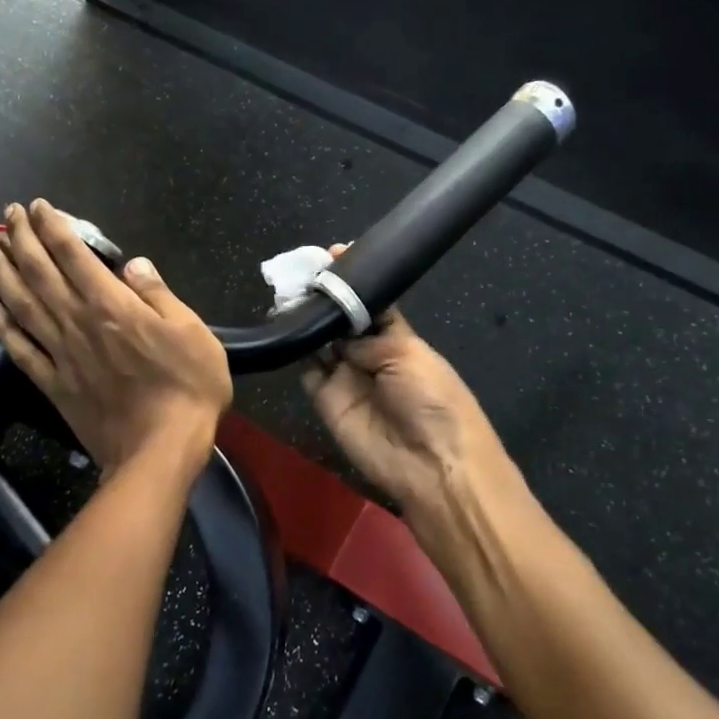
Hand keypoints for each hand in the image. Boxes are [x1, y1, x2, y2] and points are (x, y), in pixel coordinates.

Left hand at [0, 200, 231, 474]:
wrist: (160, 450)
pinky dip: (2, 328)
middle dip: (22, 239)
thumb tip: (133, 264)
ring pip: (23, 305)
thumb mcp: (190, 331)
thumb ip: (158, 295)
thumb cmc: (187, 387)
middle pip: (41, 273)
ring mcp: (62, 354)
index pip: (75, 256)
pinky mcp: (54, 385)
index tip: (38, 206)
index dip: (54, 228)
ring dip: (1, 273)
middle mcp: (78, 323)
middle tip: (7, 215)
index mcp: (112, 306)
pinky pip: (21, 351)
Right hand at [300, 250, 519, 530]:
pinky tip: (285, 328)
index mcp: (398, 338)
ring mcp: (346, 377)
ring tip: (287, 294)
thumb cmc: (433, 400)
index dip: (353, 281)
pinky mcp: (326, 400)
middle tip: (300, 273)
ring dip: (306, 320)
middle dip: (324, 298)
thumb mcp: (408, 354)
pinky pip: (307, 370)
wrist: (431, 464)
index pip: (371, 303)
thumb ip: (368, 336)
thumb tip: (339, 332)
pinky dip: (296, 351)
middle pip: (341, 320)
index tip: (332, 254)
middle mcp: (370, 354)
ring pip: (320, 341)